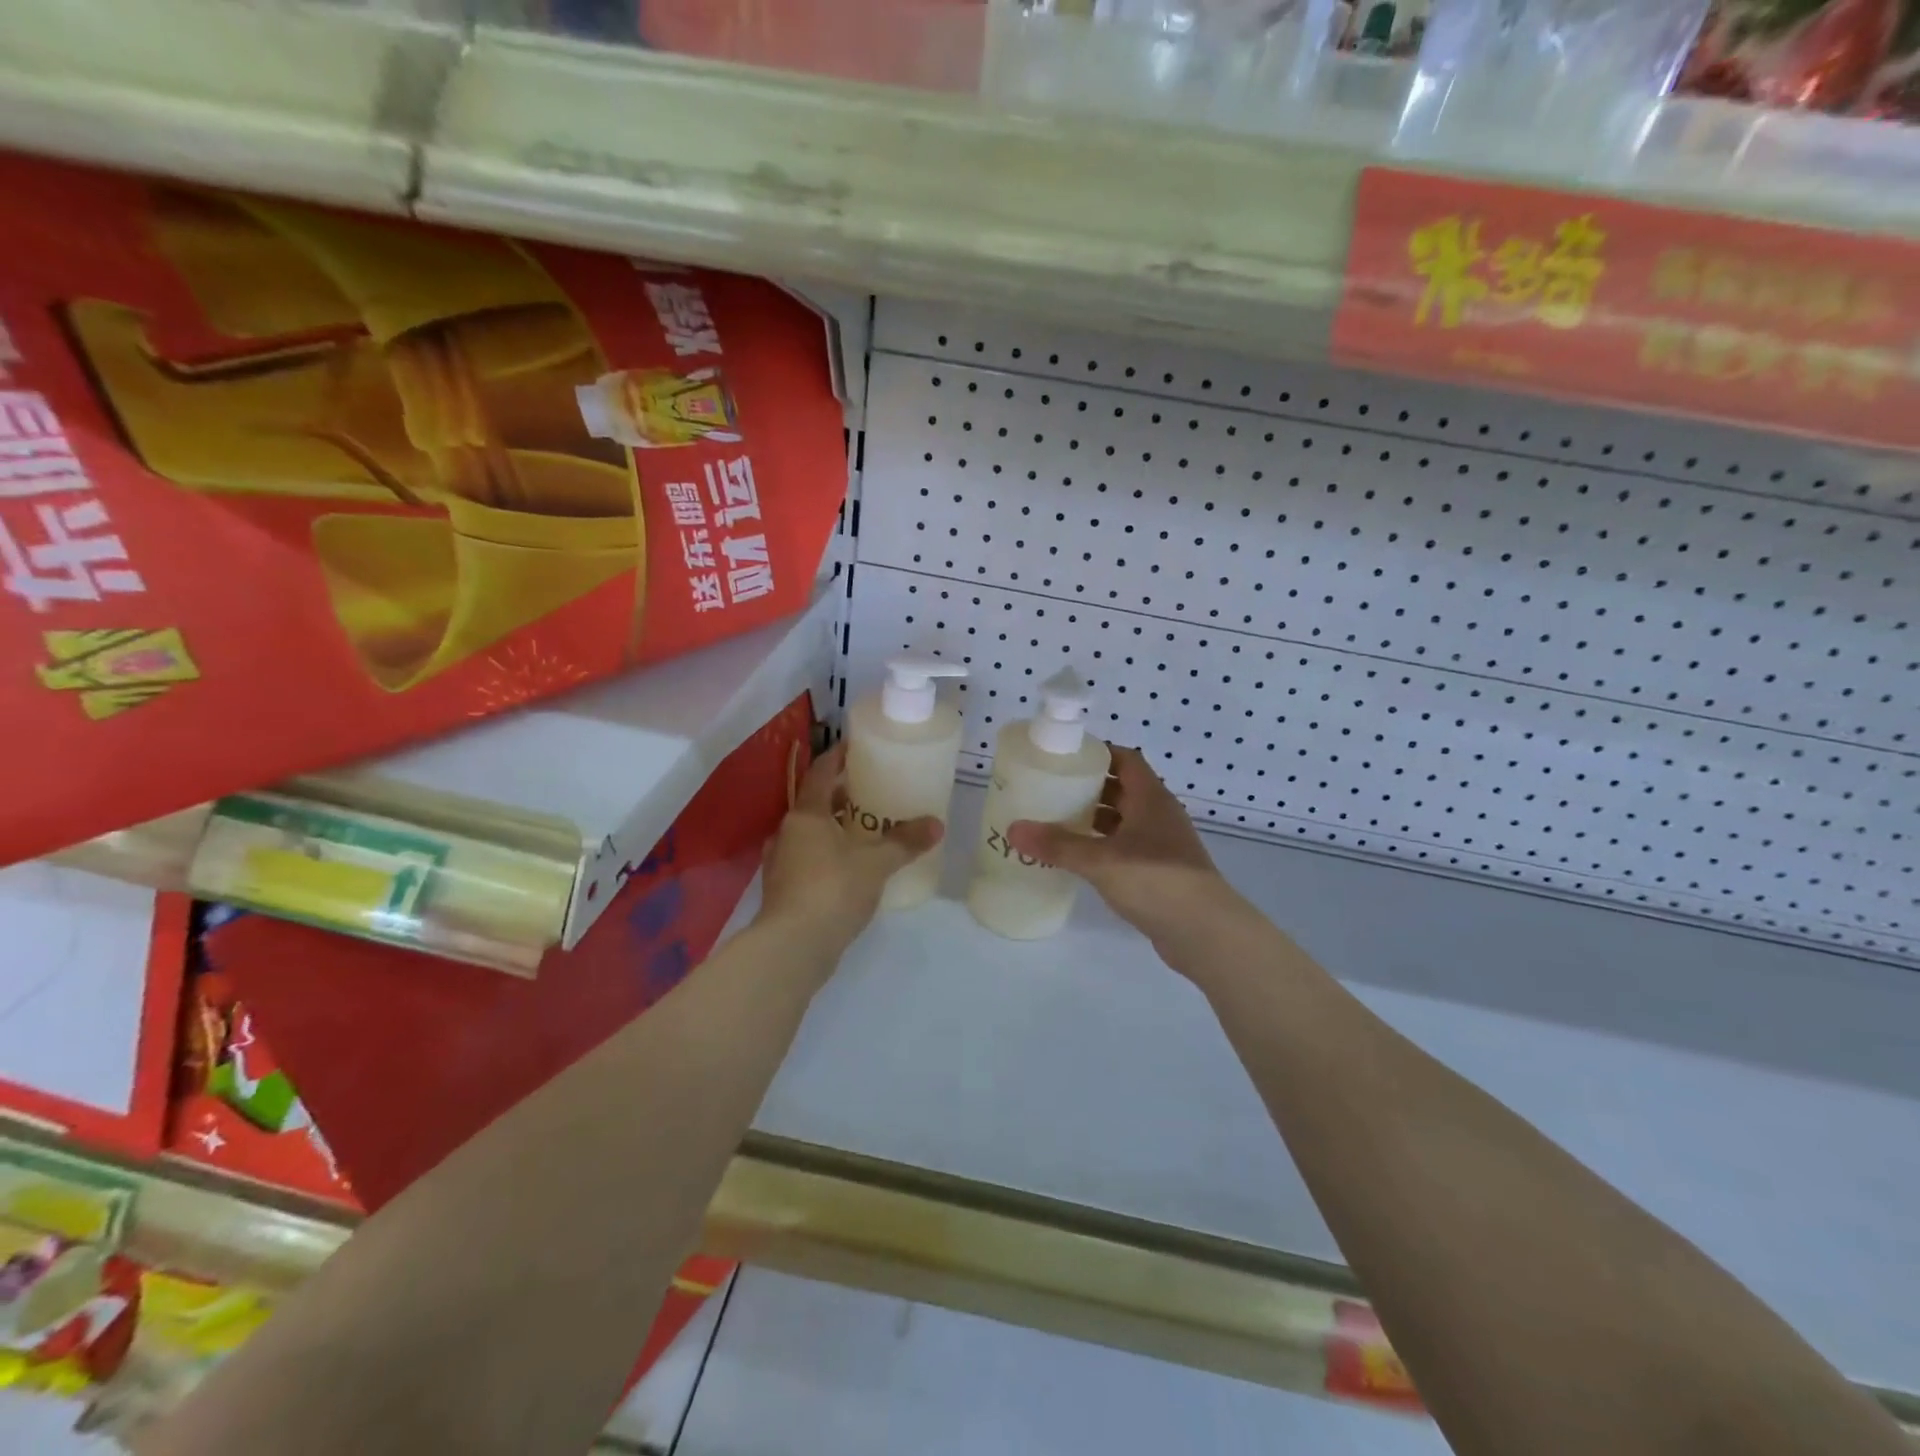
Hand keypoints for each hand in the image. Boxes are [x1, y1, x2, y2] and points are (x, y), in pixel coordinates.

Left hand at [756, 741, 942, 961]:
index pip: (820, 773)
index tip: (856, 746)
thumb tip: (936, 824)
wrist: (792, 948)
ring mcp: (782, 863)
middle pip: (815, 803)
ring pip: (811, 833)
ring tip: (867, 828)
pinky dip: (829, 854)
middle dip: (841, 795)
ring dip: (835, 827)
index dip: (837, 757)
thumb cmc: (832, 890)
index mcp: (806, 815)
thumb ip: (905, 842)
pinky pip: (809, 859)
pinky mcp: (784, 890)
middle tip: (872, 789)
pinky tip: (852, 866)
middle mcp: (788, 832)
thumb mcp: (876, 863)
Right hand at [1007, 747, 1244, 963]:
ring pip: (1123, 822)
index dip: (1098, 753)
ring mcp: (1162, 845)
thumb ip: (1057, 845)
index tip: (1064, 757)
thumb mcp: (1100, 860)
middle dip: (1088, 788)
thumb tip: (1013, 829)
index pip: (1126, 759)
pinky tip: (1078, 859)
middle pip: (1121, 790)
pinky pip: (1125, 849)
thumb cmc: (1155, 880)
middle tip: (1050, 790)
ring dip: (1094, 820)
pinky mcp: (1160, 872)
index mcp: (1151, 798)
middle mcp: (1159, 815)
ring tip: (1056, 823)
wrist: (1205, 932)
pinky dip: (1103, 848)